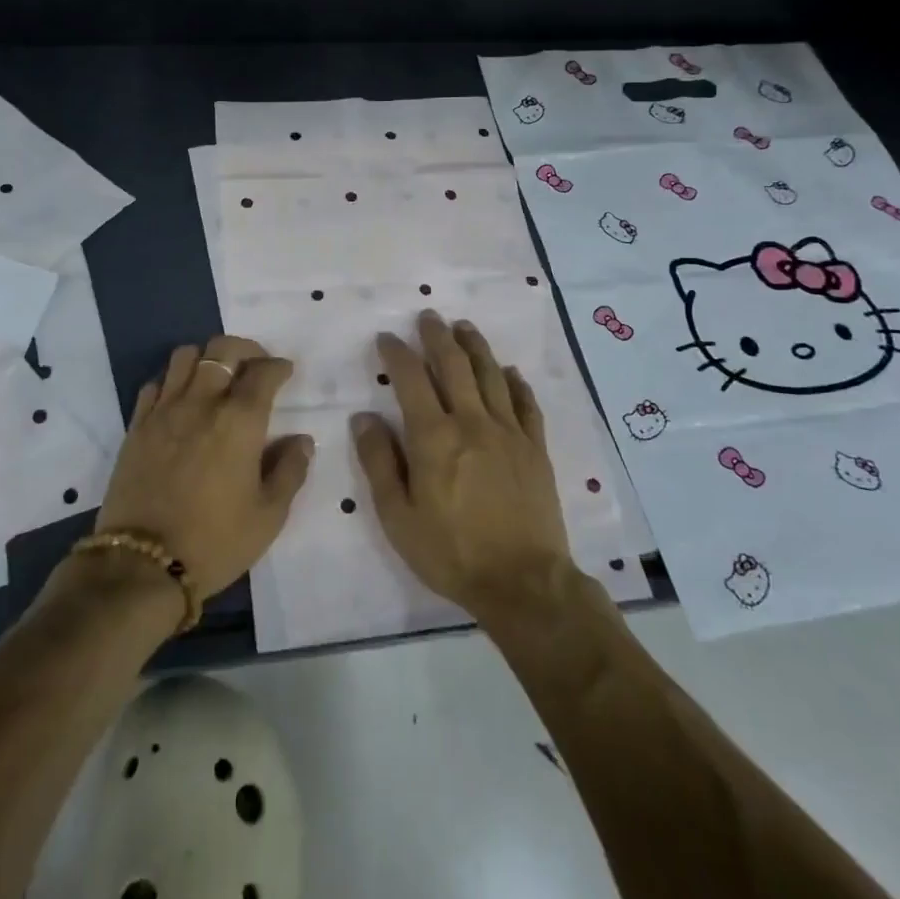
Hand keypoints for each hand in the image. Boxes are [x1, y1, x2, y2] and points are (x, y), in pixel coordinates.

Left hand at [95, 336, 313, 601]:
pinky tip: (181, 401)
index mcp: (240, 421)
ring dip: (206, 359)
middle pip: (222, 348)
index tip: (286, 372)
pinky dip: (172, 381)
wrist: (142, 565)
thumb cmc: (215, 542)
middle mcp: (202, 403)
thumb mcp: (269, 516)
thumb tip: (302, 440)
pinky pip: (155, 384)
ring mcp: (165, 410)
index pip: (263, 372)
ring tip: (216, 379)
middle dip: (245, 349)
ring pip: (185, 356)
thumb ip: (290, 471)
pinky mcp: (137, 425)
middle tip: (255, 367)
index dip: (279, 366)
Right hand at [352, 312, 574, 617]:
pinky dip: (516, 383)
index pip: (411, 379)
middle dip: (438, 336)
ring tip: (464, 326)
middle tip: (429, 316)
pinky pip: (527, 404)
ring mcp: (509, 432)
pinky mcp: (536, 449)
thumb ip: (379, 462)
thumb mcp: (398, 516)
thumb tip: (363, 417)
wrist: (522, 583)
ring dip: (476, 346)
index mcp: (434, 437)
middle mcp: (472, 422)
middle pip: (454, 365)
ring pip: (491, 375)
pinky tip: (510, 371)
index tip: (387, 337)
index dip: (397, 353)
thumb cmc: (451, 552)